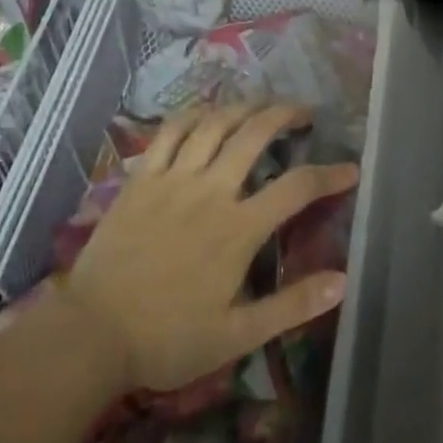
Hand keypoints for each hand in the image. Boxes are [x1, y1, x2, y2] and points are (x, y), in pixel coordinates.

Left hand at [61, 103, 357, 394]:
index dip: (329, 174)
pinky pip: (169, 131)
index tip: (350, 169)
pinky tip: (205, 112)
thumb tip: (343, 281)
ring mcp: (172, 179)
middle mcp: (210, 191)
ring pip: (214, 123)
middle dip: (285, 115)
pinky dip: (192, 114)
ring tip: (260, 104)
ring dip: (243, 106)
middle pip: (255, 134)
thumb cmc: (167, 339)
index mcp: (238, 229)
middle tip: (303, 112)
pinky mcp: (141, 178)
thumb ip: (291, 306)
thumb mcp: (237, 335)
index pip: (297, 188)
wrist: (91, 334)